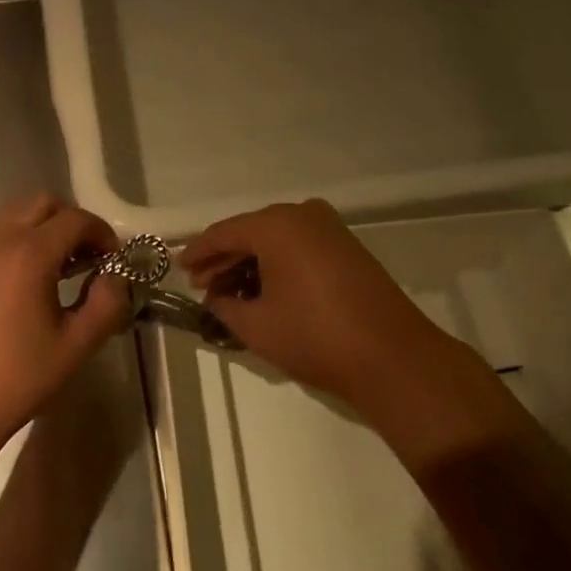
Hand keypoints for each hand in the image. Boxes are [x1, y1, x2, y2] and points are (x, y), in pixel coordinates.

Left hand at [0, 194, 129, 459]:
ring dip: (40, 228)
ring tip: (55, 268)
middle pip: (41, 203)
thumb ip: (106, 303)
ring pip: (12, 215)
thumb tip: (115, 277)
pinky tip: (20, 284)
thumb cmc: (17, 378)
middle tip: (85, 256)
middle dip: (70, 221)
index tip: (113, 259)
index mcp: (29, 254)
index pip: (75, 220)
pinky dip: (14, 242)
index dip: (102, 233)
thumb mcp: (76, 345)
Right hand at [180, 199, 443, 404]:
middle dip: (224, 259)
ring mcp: (329, 228)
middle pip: (250, 232)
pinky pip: (298, 246)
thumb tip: (216, 297)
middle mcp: (302, 214)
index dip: (198, 253)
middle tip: (201, 284)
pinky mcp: (346, 246)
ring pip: (275, 239)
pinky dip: (276, 264)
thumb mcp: (257, 326)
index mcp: (276, 225)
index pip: (223, 233)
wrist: (391, 355)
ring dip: (250, 263)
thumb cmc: (315, 336)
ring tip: (228, 293)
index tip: (179, 269)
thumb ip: (225, 307)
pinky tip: (263, 290)